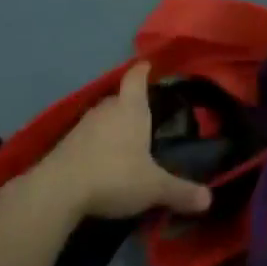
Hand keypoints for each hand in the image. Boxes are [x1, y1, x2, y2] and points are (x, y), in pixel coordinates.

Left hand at [25, 63, 212, 220]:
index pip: (136, 78)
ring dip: (112, 126)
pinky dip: (95, 145)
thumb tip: (209, 200)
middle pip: (119, 98)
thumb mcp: (153, 187)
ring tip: (125, 143)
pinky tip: (101, 162)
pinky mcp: (64, 145)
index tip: (148, 65)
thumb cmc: (114, 176)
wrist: (57, 191)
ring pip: (102, 118)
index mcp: (131, 108)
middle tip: (145, 117)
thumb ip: (181, 192)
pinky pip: (86, 138)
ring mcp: (82, 126)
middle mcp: (106, 110)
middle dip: (131, 104)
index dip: (143, 70)